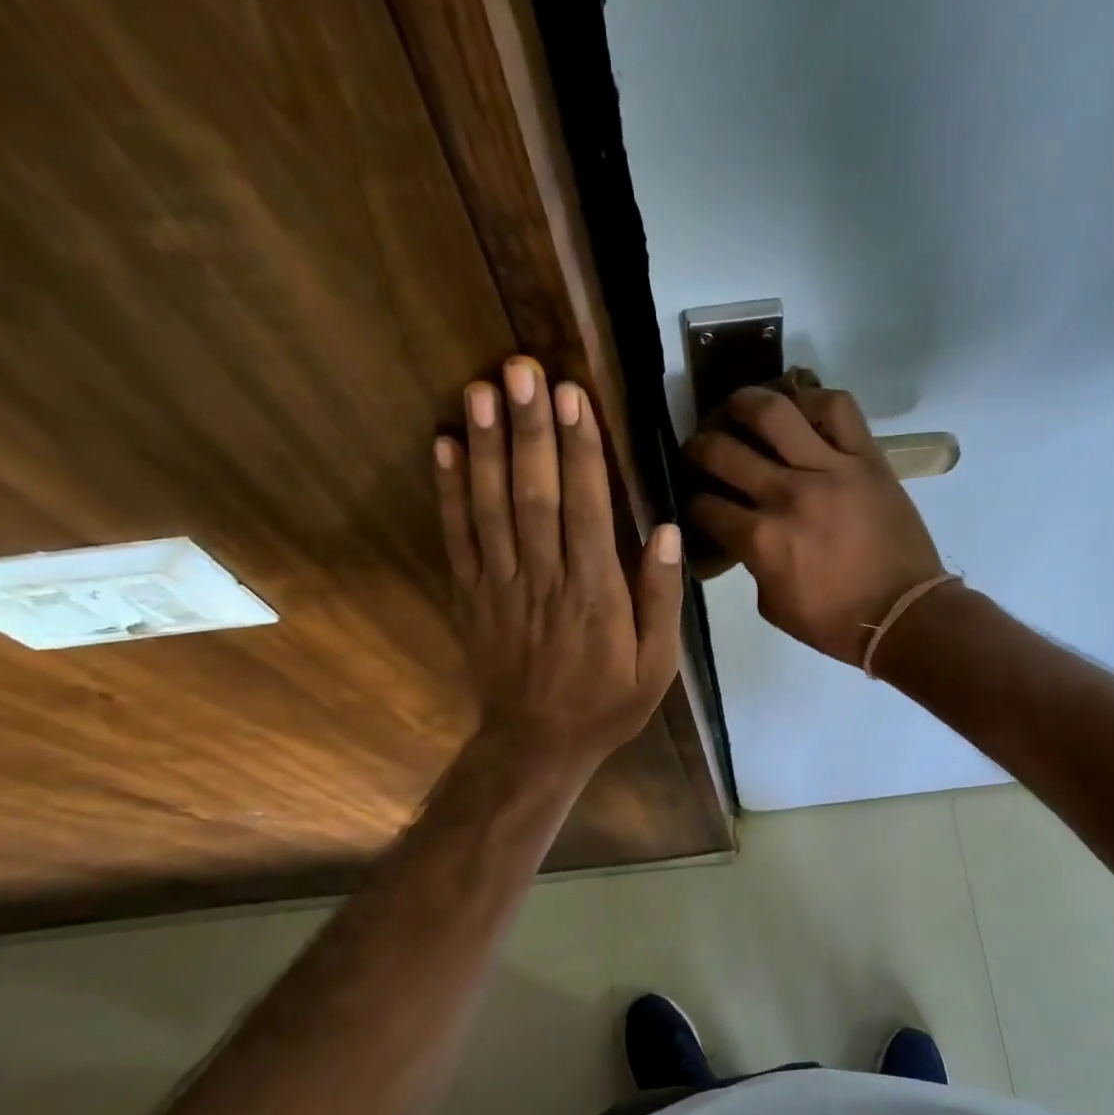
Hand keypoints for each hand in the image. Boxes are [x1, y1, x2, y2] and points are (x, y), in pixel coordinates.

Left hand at [436, 357, 683, 766]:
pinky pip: (456, 538)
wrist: (537, 744)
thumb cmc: (607, 702)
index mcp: (596, 594)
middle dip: (529, 430)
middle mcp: (545, 579)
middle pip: (534, 495)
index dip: (579, 450)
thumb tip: (668, 530)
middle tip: (520, 369)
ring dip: (486, 446)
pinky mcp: (471, 595)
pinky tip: (444, 446)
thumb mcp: (658, 664)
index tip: (571, 397)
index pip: (586, 509)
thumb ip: (662, 597)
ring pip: (491, 507)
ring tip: (480, 390)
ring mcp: (500, 586)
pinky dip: (448, 491)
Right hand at [685, 381, 943, 664]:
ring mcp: (830, 469)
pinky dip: (813, 399)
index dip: (691, 500)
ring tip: (736, 407)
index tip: (694, 498)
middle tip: (699, 449)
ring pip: (774, 412)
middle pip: (723, 451)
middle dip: (698, 448)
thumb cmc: (835, 621)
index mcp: (761, 539)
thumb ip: (751, 563)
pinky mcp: (866, 458)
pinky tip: (799, 409)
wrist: (904, 614)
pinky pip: (838, 408)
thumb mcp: (773, 606)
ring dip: (743, 403)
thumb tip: (743, 534)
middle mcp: (787, 494)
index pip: (705, 505)